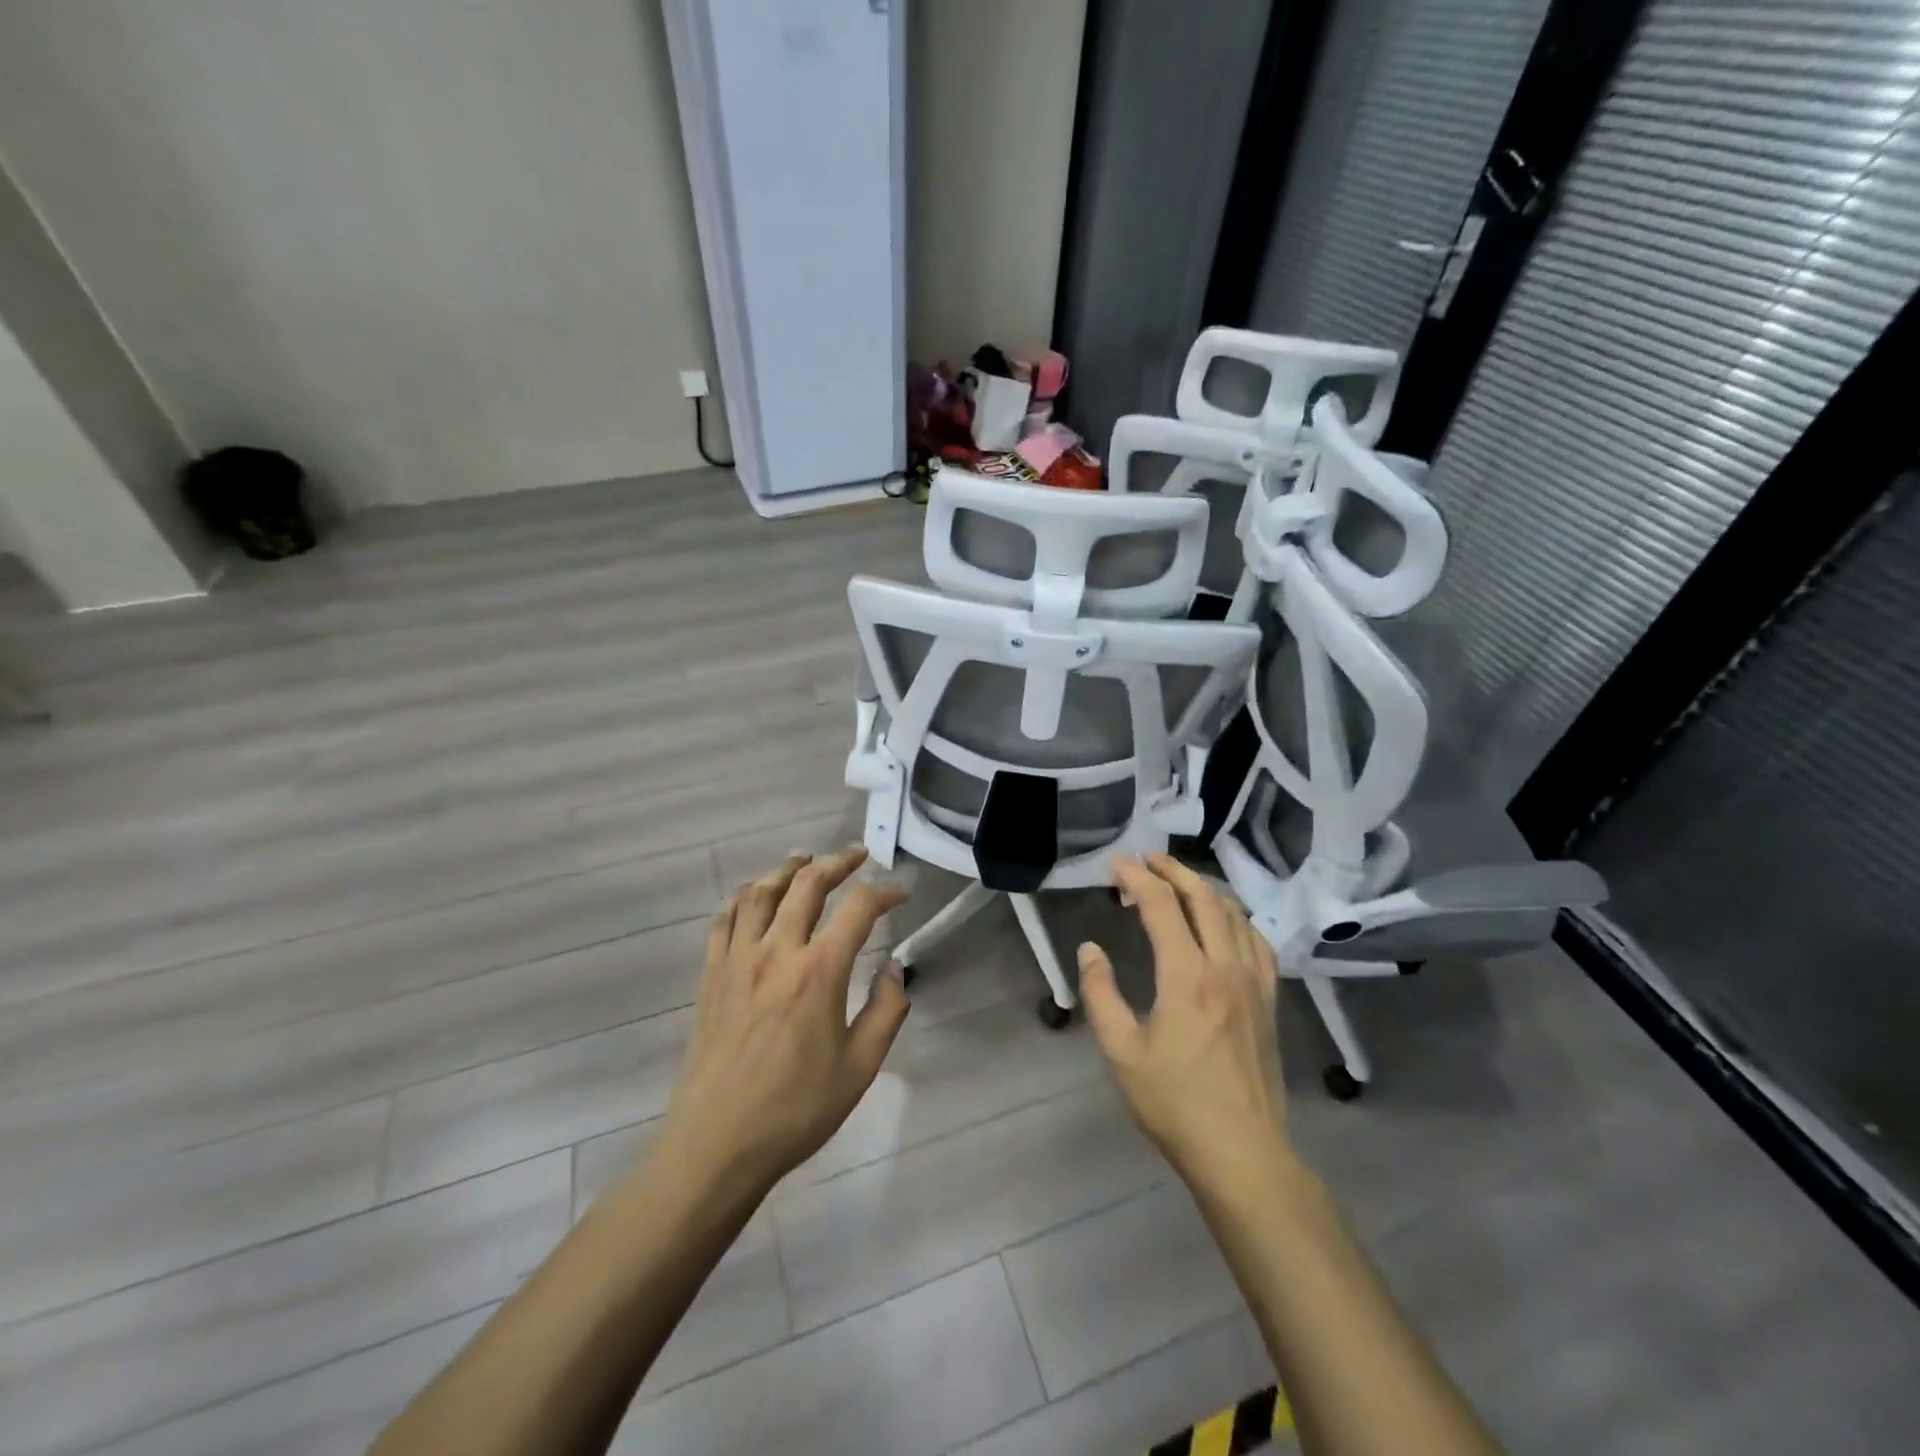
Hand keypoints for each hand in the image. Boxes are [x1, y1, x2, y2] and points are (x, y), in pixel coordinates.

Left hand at [652, 847, 910, 1201]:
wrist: (717, 1144)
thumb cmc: (796, 1109)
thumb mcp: (860, 1067)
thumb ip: (886, 1010)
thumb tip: (896, 967)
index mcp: (819, 971)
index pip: (858, 908)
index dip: (885, 891)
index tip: (901, 892)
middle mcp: (777, 951)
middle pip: (807, 883)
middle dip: (837, 862)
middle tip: (857, 855)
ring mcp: (737, 959)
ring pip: (761, 892)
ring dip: (788, 868)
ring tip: (805, 859)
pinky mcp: (711, 975)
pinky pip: (725, 919)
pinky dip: (743, 897)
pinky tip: (753, 895)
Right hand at [1078, 853, 1291, 1186]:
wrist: (1242, 1152)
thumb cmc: (1174, 1103)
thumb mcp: (1121, 1051)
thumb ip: (1100, 993)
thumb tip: (1090, 949)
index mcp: (1187, 976)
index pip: (1162, 906)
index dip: (1137, 878)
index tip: (1117, 864)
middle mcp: (1225, 967)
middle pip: (1204, 898)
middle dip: (1173, 870)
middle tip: (1146, 859)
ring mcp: (1254, 982)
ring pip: (1234, 914)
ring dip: (1204, 889)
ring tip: (1178, 883)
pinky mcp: (1269, 1001)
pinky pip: (1257, 941)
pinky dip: (1236, 918)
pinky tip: (1224, 923)